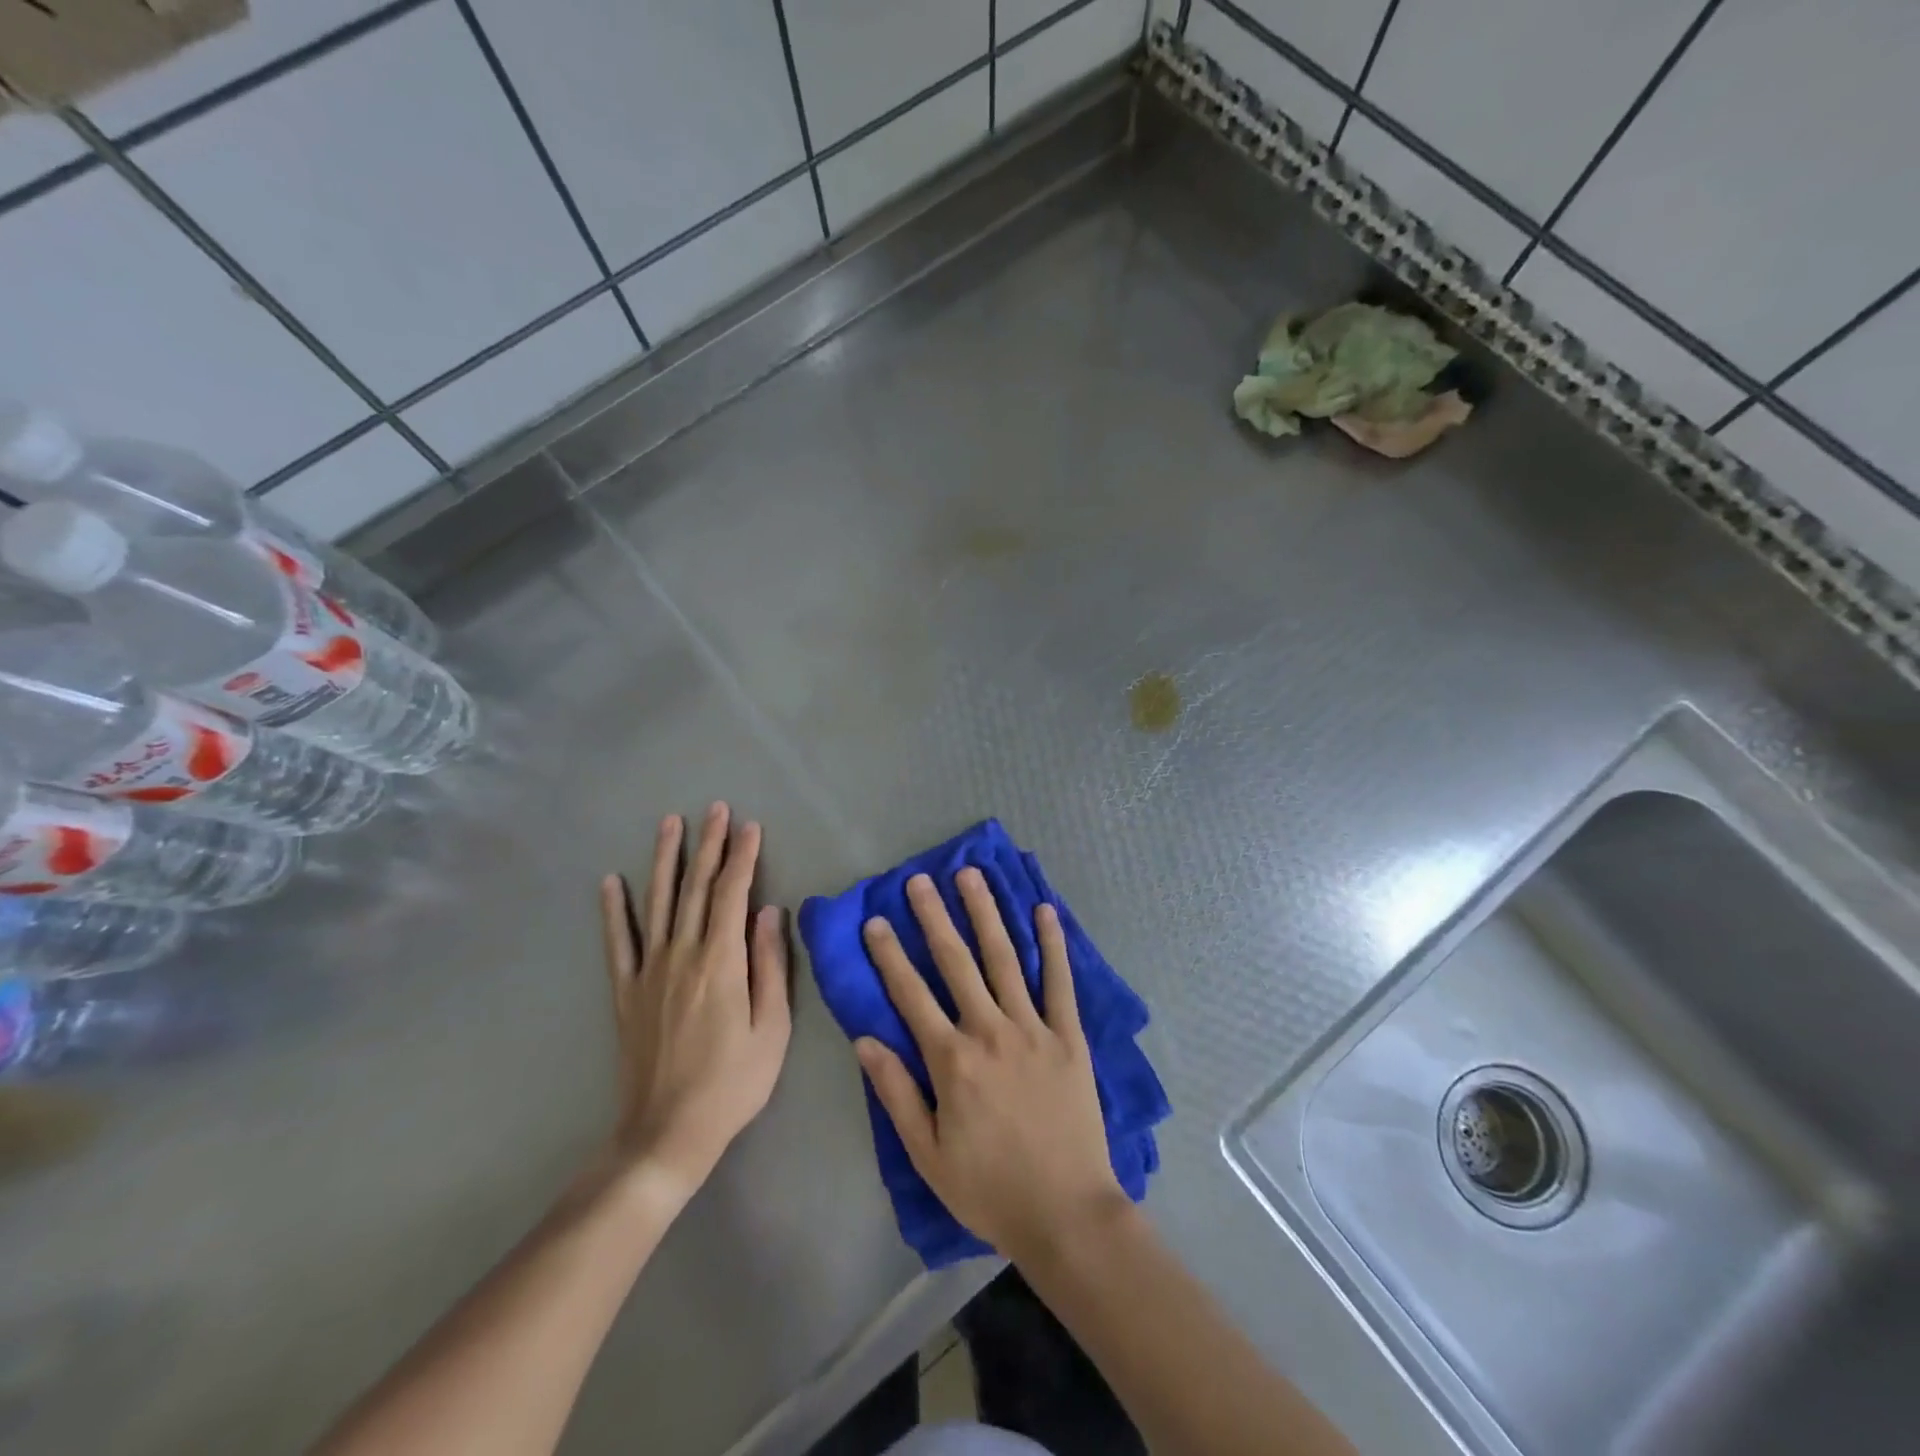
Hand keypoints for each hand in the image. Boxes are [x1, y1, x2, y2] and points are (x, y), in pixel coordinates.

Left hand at [599, 803, 790, 1197]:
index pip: (733, 894)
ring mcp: (648, 971)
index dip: (743, 857)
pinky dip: (614, 910)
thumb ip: (770, 965)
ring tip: (669, 824)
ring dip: (665, 860)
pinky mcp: (625, 991)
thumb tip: (770, 912)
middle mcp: (682, 954)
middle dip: (709, 844)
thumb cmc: (733, 1082)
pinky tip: (610, 881)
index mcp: (721, 962)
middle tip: (715, 809)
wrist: (666, 1132)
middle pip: (696, 888)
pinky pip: (618, 942)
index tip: (751, 826)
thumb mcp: (772, 1028)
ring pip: (658, 902)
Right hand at [856, 869, 1126, 1264]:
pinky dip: (1053, 943)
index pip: (911, 995)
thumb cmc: (990, 1189)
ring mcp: (1033, 1028)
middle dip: (934, 917)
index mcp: (952, 1061)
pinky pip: (1060, 981)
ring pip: (1004, 958)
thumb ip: (895, 1094)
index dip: (889, 956)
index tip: (875, 921)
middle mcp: (990, 1031)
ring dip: (985, 914)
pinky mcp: (1068, 1035)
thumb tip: (864, 1040)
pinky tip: (1044, 910)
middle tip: (919, 880)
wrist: (1066, 1213)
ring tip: (971, 876)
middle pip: (956, 962)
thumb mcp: (928, 1155)